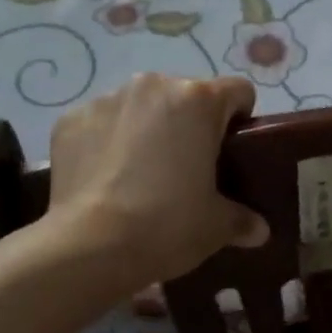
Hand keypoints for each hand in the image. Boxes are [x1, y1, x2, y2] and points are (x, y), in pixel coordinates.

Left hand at [42, 73, 269, 294]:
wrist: (88, 247)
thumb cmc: (166, 225)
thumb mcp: (216, 227)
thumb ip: (242, 219)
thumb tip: (259, 230)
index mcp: (199, 100)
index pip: (238, 91)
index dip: (240, 119)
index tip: (232, 151)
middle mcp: (155, 85)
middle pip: (186, 95)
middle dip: (190, 123)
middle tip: (186, 168)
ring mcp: (109, 99)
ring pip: (142, 106)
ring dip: (147, 127)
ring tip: (140, 173)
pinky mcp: (72, 118)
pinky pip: (102, 122)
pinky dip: (107, 141)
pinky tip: (105, 178)